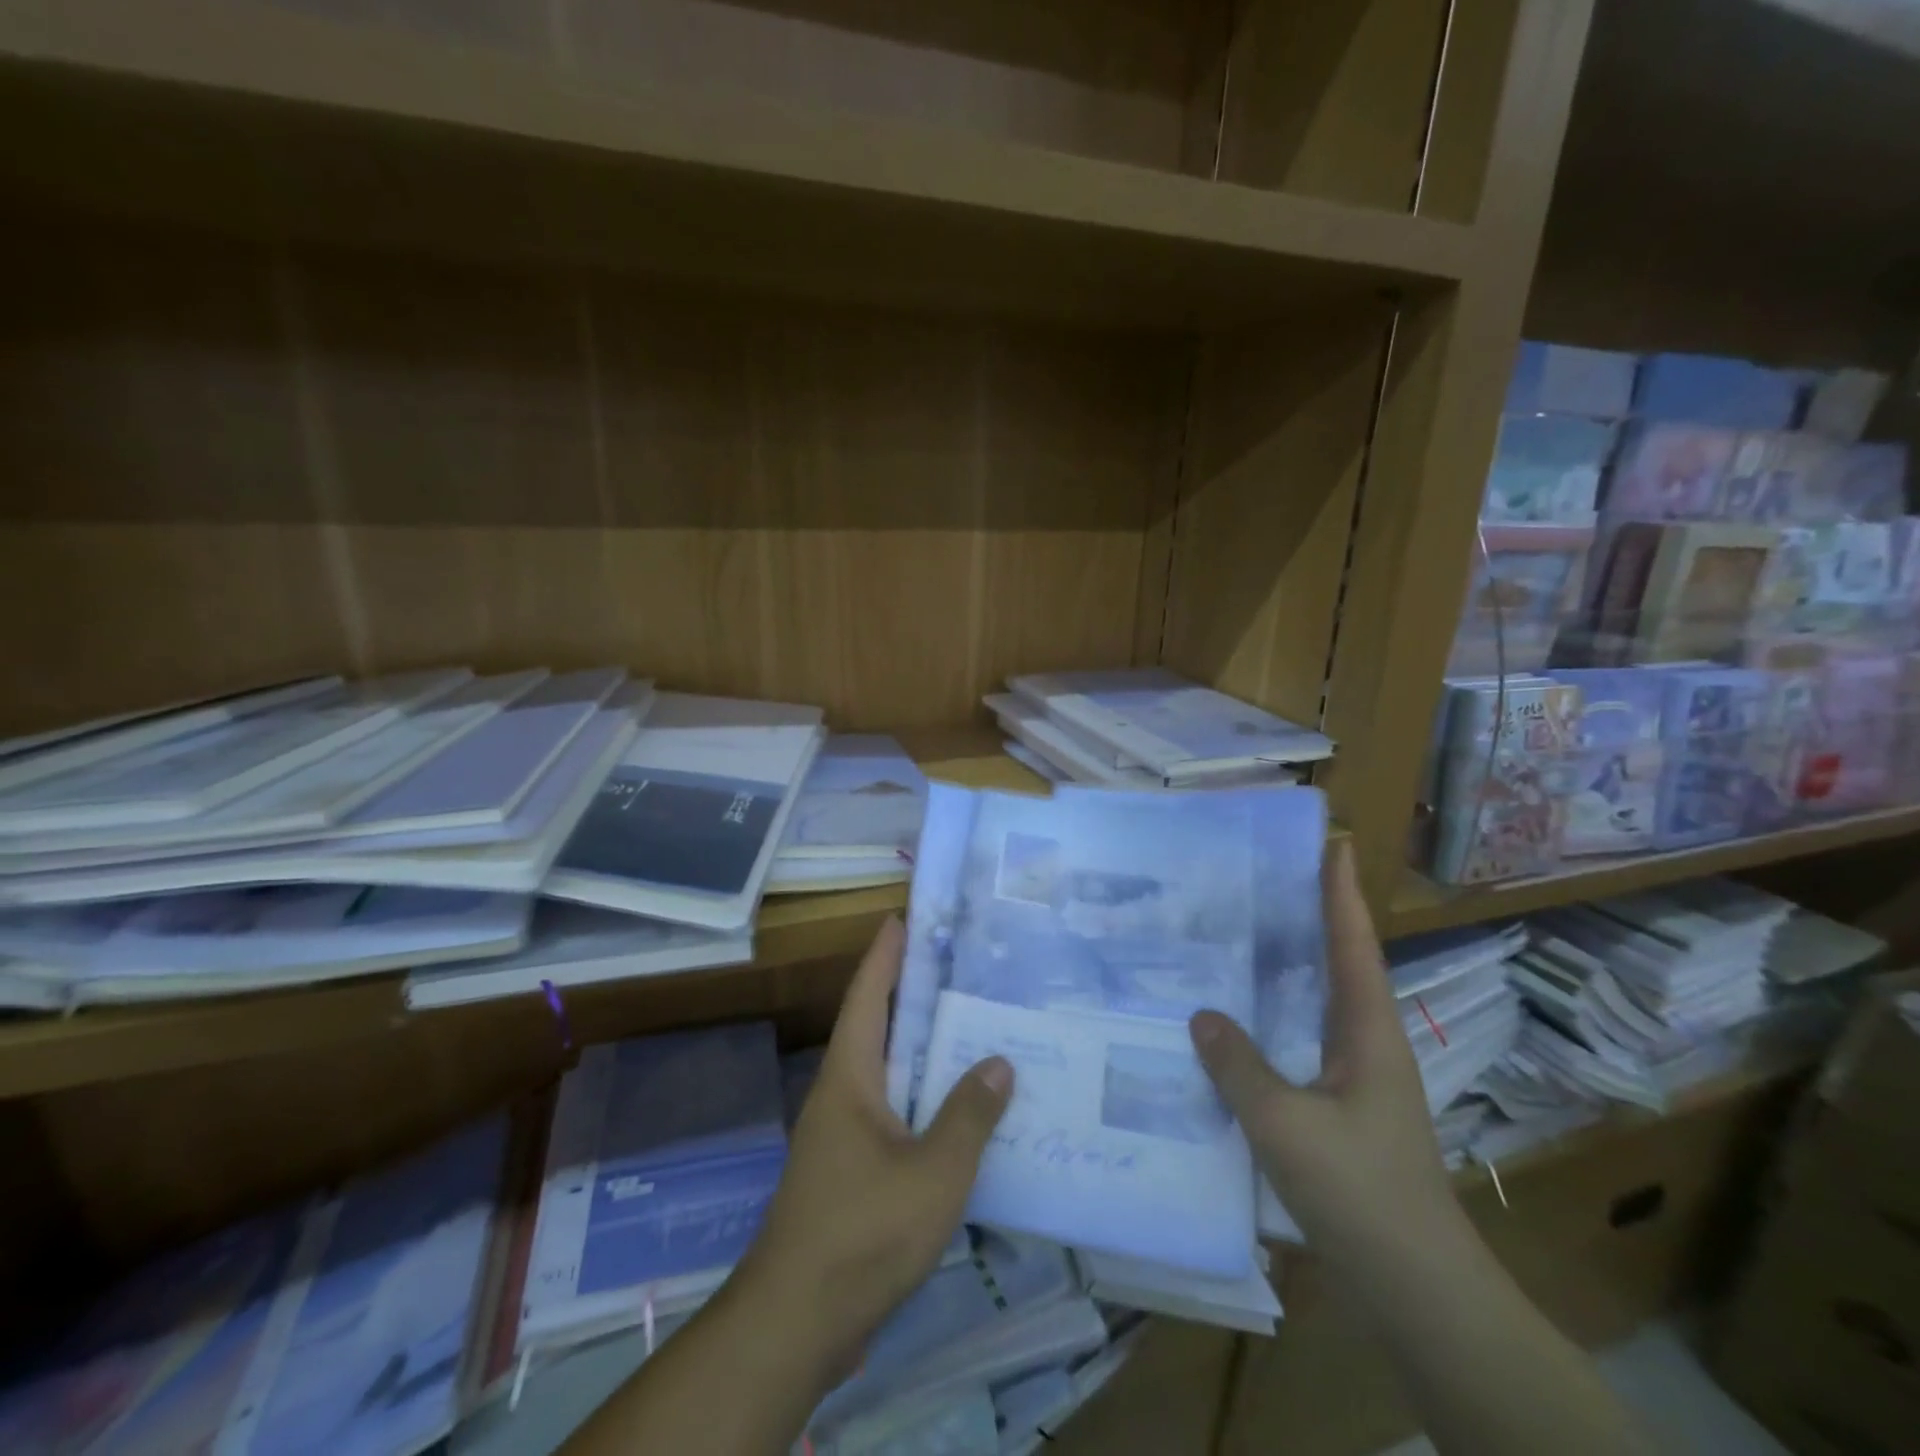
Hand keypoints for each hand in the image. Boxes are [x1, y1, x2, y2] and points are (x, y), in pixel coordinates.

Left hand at [735, 917, 1013, 1381]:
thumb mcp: (932, 1172)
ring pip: (888, 1074)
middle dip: (911, 994)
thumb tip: (999, 1061)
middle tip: (958, 967)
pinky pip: (894, 1114)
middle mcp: (842, 1095)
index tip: (902, 917)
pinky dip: (924, 1099)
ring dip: (923, 1050)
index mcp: (850, 1077)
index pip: (866, 997)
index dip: (884, 955)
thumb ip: (968, 1115)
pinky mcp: (852, 1171)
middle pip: (877, 1028)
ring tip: (971, 1028)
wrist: (797, 1322)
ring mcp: (843, 1136)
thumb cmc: (863, 1231)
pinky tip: (959, 1111)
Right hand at [1189, 840, 1466, 1277]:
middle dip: (1314, 918)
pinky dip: (1277, 1018)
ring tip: (1246, 935)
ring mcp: (1359, 1079)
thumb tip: (1201, 1014)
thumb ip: (1239, 1066)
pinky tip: (1240, 1025)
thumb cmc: (1360, 1193)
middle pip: (1341, 965)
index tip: (1332, 844)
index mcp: (1368, 1032)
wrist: (1417, 1289)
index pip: (1354, 945)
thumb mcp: (1286, 1125)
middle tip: (1268, 879)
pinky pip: (1303, 1042)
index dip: (1341, 894)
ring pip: (1321, 1004)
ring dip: (1294, 967)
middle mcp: (1369, 1044)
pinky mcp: (1343, 1110)